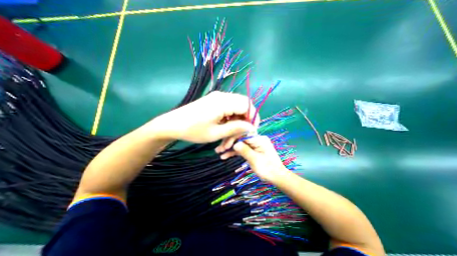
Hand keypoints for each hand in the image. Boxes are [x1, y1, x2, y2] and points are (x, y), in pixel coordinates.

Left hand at [151, 92, 258, 143]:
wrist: (172, 124)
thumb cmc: (193, 130)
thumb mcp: (216, 133)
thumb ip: (236, 128)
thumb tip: (251, 127)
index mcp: (223, 102)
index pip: (247, 105)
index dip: (253, 117)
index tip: (251, 130)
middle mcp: (222, 96)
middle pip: (243, 105)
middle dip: (245, 120)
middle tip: (241, 134)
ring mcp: (217, 98)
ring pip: (235, 108)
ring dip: (236, 121)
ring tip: (230, 136)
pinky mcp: (213, 101)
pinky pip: (228, 108)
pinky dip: (230, 119)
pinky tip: (224, 129)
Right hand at [221, 135, 288, 182]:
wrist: (276, 177)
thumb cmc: (268, 169)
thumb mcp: (255, 161)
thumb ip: (245, 151)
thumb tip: (234, 144)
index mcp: (259, 139)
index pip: (243, 134)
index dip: (232, 139)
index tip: (224, 146)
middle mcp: (256, 139)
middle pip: (239, 138)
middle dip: (229, 143)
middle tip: (218, 149)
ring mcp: (253, 144)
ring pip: (239, 143)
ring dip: (229, 148)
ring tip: (218, 152)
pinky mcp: (251, 149)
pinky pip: (241, 149)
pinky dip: (234, 152)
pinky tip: (225, 156)